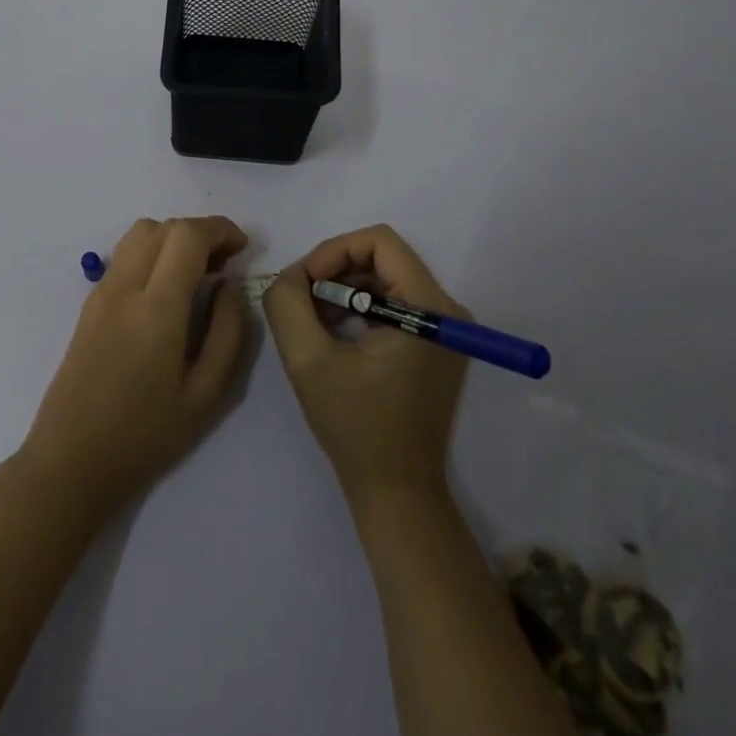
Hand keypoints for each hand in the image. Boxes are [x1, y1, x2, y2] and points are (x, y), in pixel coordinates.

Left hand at [19, 216, 249, 520]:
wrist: (71, 461)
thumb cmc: (145, 436)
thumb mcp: (206, 395)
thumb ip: (228, 332)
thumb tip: (231, 285)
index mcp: (156, 308)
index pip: (187, 235)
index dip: (220, 229)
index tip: (242, 249)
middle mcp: (125, 287)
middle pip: (163, 227)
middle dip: (200, 232)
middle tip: (224, 264)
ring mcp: (102, 292)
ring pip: (140, 234)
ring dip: (174, 238)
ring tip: (196, 273)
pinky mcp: (89, 303)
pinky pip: (125, 255)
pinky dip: (153, 252)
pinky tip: (167, 289)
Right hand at [263, 225, 467, 506]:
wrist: (397, 494)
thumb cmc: (357, 428)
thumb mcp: (308, 361)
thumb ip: (288, 303)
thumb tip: (291, 275)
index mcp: (428, 308)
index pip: (380, 241)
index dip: (334, 251)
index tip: (304, 282)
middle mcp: (446, 310)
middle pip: (382, 257)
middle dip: (335, 271)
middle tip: (302, 301)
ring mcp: (444, 328)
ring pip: (384, 278)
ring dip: (343, 290)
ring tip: (313, 320)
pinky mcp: (435, 345)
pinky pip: (392, 302)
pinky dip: (358, 308)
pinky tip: (334, 335)